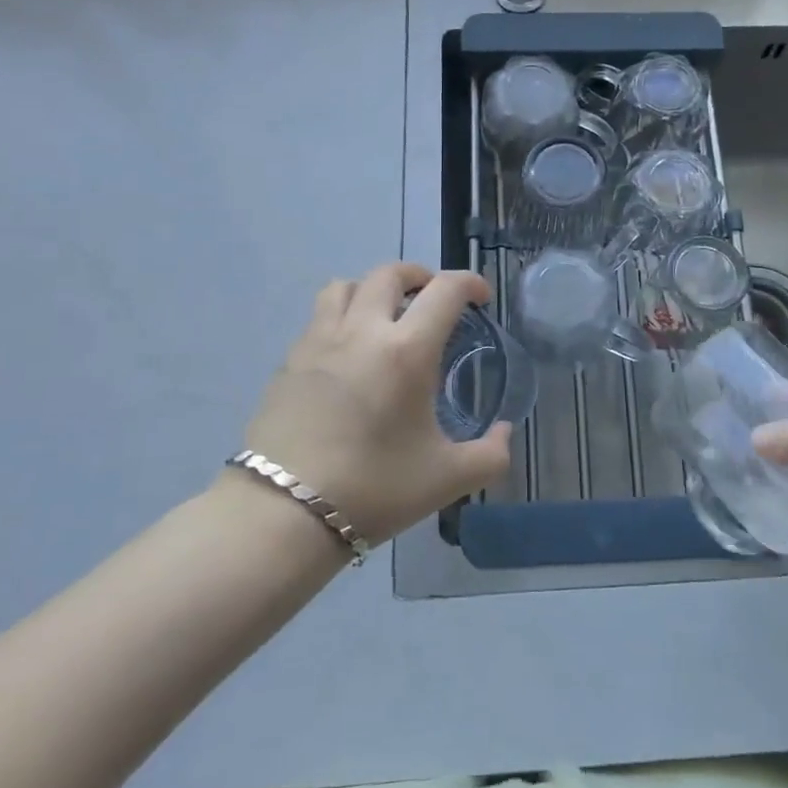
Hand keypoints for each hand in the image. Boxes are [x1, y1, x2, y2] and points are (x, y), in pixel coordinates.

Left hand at [235, 263, 512, 545]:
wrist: (283, 514)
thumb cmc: (373, 489)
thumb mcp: (447, 479)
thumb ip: (491, 454)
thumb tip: (504, 432)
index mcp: (406, 350)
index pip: (445, 290)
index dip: (470, 282)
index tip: (481, 297)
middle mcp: (362, 331)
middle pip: (389, 273)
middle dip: (419, 275)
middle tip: (433, 298)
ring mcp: (319, 341)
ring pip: (345, 285)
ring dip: (372, 288)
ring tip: (384, 314)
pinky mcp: (289, 361)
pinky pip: (319, 318)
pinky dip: (341, 316)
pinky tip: (348, 353)